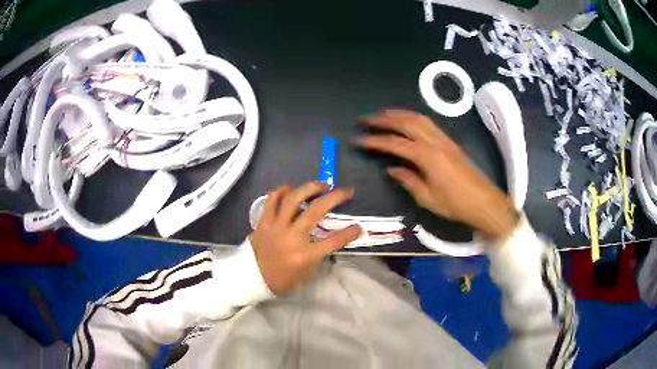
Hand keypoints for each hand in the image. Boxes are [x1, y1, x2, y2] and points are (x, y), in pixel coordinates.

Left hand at [249, 182, 360, 294]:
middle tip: (345, 191)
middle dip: (334, 198)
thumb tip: (327, 237)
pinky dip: (280, 191)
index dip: (349, 232)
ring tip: (321, 185)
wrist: (252, 280)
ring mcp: (276, 227)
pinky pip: (271, 201)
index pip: (333, 241)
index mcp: (305, 255)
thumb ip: (318, 254)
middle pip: (316, 211)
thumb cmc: (281, 280)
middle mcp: (292, 237)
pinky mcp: (263, 222)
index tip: (359, 227)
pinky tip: (290, 188)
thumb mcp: (306, 273)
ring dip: (309, 188)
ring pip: (293, 199)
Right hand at [356, 110, 516, 240]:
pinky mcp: (449, 142)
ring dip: (398, 114)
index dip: (375, 141)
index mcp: (426, 156)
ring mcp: (443, 140)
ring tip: (383, 115)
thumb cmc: (455, 204)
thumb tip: (392, 169)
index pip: (395, 144)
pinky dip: (413, 118)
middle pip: (405, 123)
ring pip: (418, 119)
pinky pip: (428, 123)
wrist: (483, 202)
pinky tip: (407, 121)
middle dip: (383, 119)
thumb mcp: (427, 198)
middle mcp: (434, 142)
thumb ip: (408, 180)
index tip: (358, 140)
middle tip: (365, 119)